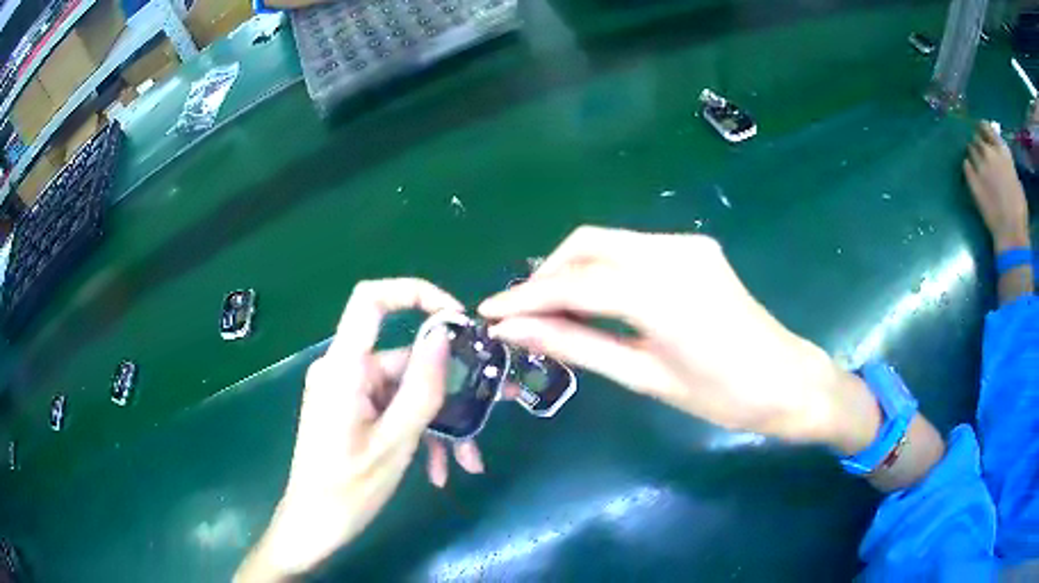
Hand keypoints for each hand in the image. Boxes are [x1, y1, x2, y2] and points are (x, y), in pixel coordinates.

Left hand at [236, 279, 482, 581]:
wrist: (314, 525)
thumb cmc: (348, 490)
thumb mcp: (395, 442)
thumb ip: (421, 387)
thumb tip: (444, 335)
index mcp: (344, 368)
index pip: (372, 299)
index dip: (415, 293)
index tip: (458, 320)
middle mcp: (344, 370)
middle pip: (404, 358)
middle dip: (449, 388)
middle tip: (494, 407)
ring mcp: (349, 392)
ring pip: (405, 391)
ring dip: (439, 423)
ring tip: (467, 461)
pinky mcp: (353, 410)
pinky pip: (393, 410)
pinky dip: (418, 433)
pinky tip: (440, 470)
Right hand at [479, 227, 878, 450]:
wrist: (786, 380)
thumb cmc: (722, 396)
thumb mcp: (645, 376)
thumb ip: (577, 345)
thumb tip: (514, 331)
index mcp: (664, 293)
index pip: (576, 282)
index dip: (526, 296)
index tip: (489, 312)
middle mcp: (674, 252)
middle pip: (588, 245)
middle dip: (546, 274)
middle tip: (521, 312)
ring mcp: (687, 244)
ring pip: (608, 241)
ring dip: (572, 269)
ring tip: (551, 309)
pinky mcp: (695, 247)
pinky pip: (633, 248)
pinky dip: (602, 268)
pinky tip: (594, 298)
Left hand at [964, 121, 1029, 250]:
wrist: (1011, 230)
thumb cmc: (1019, 209)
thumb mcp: (1016, 179)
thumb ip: (1006, 165)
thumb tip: (1001, 161)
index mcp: (1003, 151)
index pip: (988, 128)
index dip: (983, 129)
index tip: (981, 131)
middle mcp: (990, 153)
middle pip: (977, 138)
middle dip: (978, 143)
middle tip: (979, 152)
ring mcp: (980, 165)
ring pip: (970, 149)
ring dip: (972, 154)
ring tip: (975, 163)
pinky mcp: (972, 180)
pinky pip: (966, 166)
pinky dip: (968, 167)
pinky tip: (971, 174)